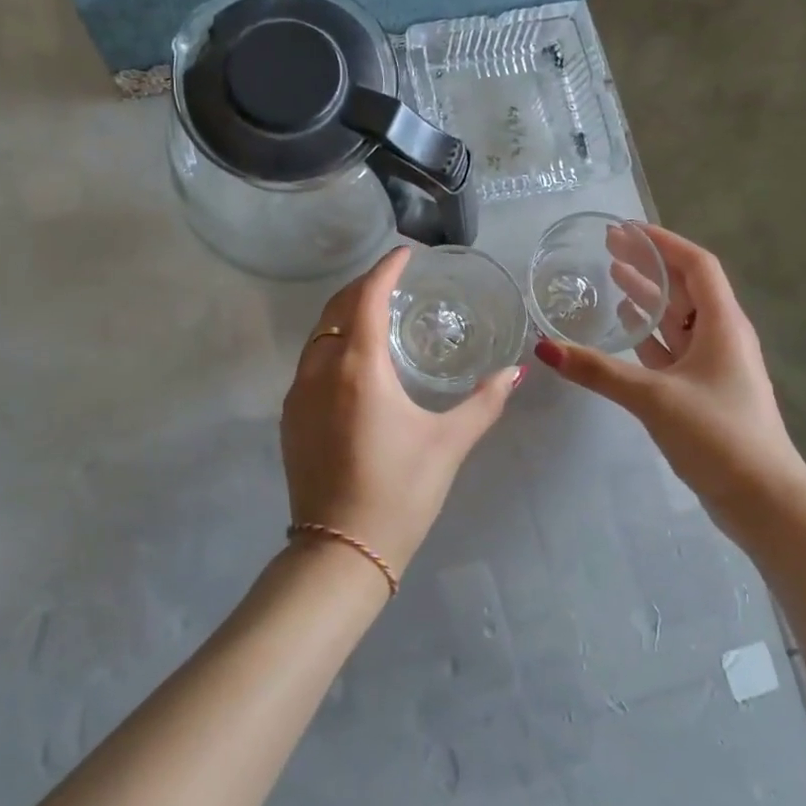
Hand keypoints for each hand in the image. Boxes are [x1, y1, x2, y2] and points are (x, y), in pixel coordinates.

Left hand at [281, 248, 520, 579]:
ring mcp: (298, 395)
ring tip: (375, 313)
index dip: (385, 270)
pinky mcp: (290, 418)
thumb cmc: (400, 492)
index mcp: (359, 368)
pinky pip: (309, 363)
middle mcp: (320, 371)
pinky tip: (354, 361)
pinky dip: (332, 344)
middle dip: (362, 286)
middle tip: (393, 280)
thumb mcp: (449, 444)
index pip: (366, 297)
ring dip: (344, 314)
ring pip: (318, 335)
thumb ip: (484, 403)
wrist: (340, 551)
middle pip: (336, 309)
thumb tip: (515, 373)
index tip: (405, 255)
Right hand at [532, 225, 805, 548]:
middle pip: (685, 287)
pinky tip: (626, 326)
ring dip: (648, 296)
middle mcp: (721, 336)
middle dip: (649, 263)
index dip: (662, 242)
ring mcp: (713, 365)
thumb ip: (598, 371)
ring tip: (612, 276)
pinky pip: (672, 347)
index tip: (625, 228)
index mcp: (723, 324)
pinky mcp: (702, 390)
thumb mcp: (653, 397)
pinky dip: (648, 332)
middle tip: (609, 246)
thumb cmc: (718, 435)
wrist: (763, 500)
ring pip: (678, 317)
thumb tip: (544, 348)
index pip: (696, 265)